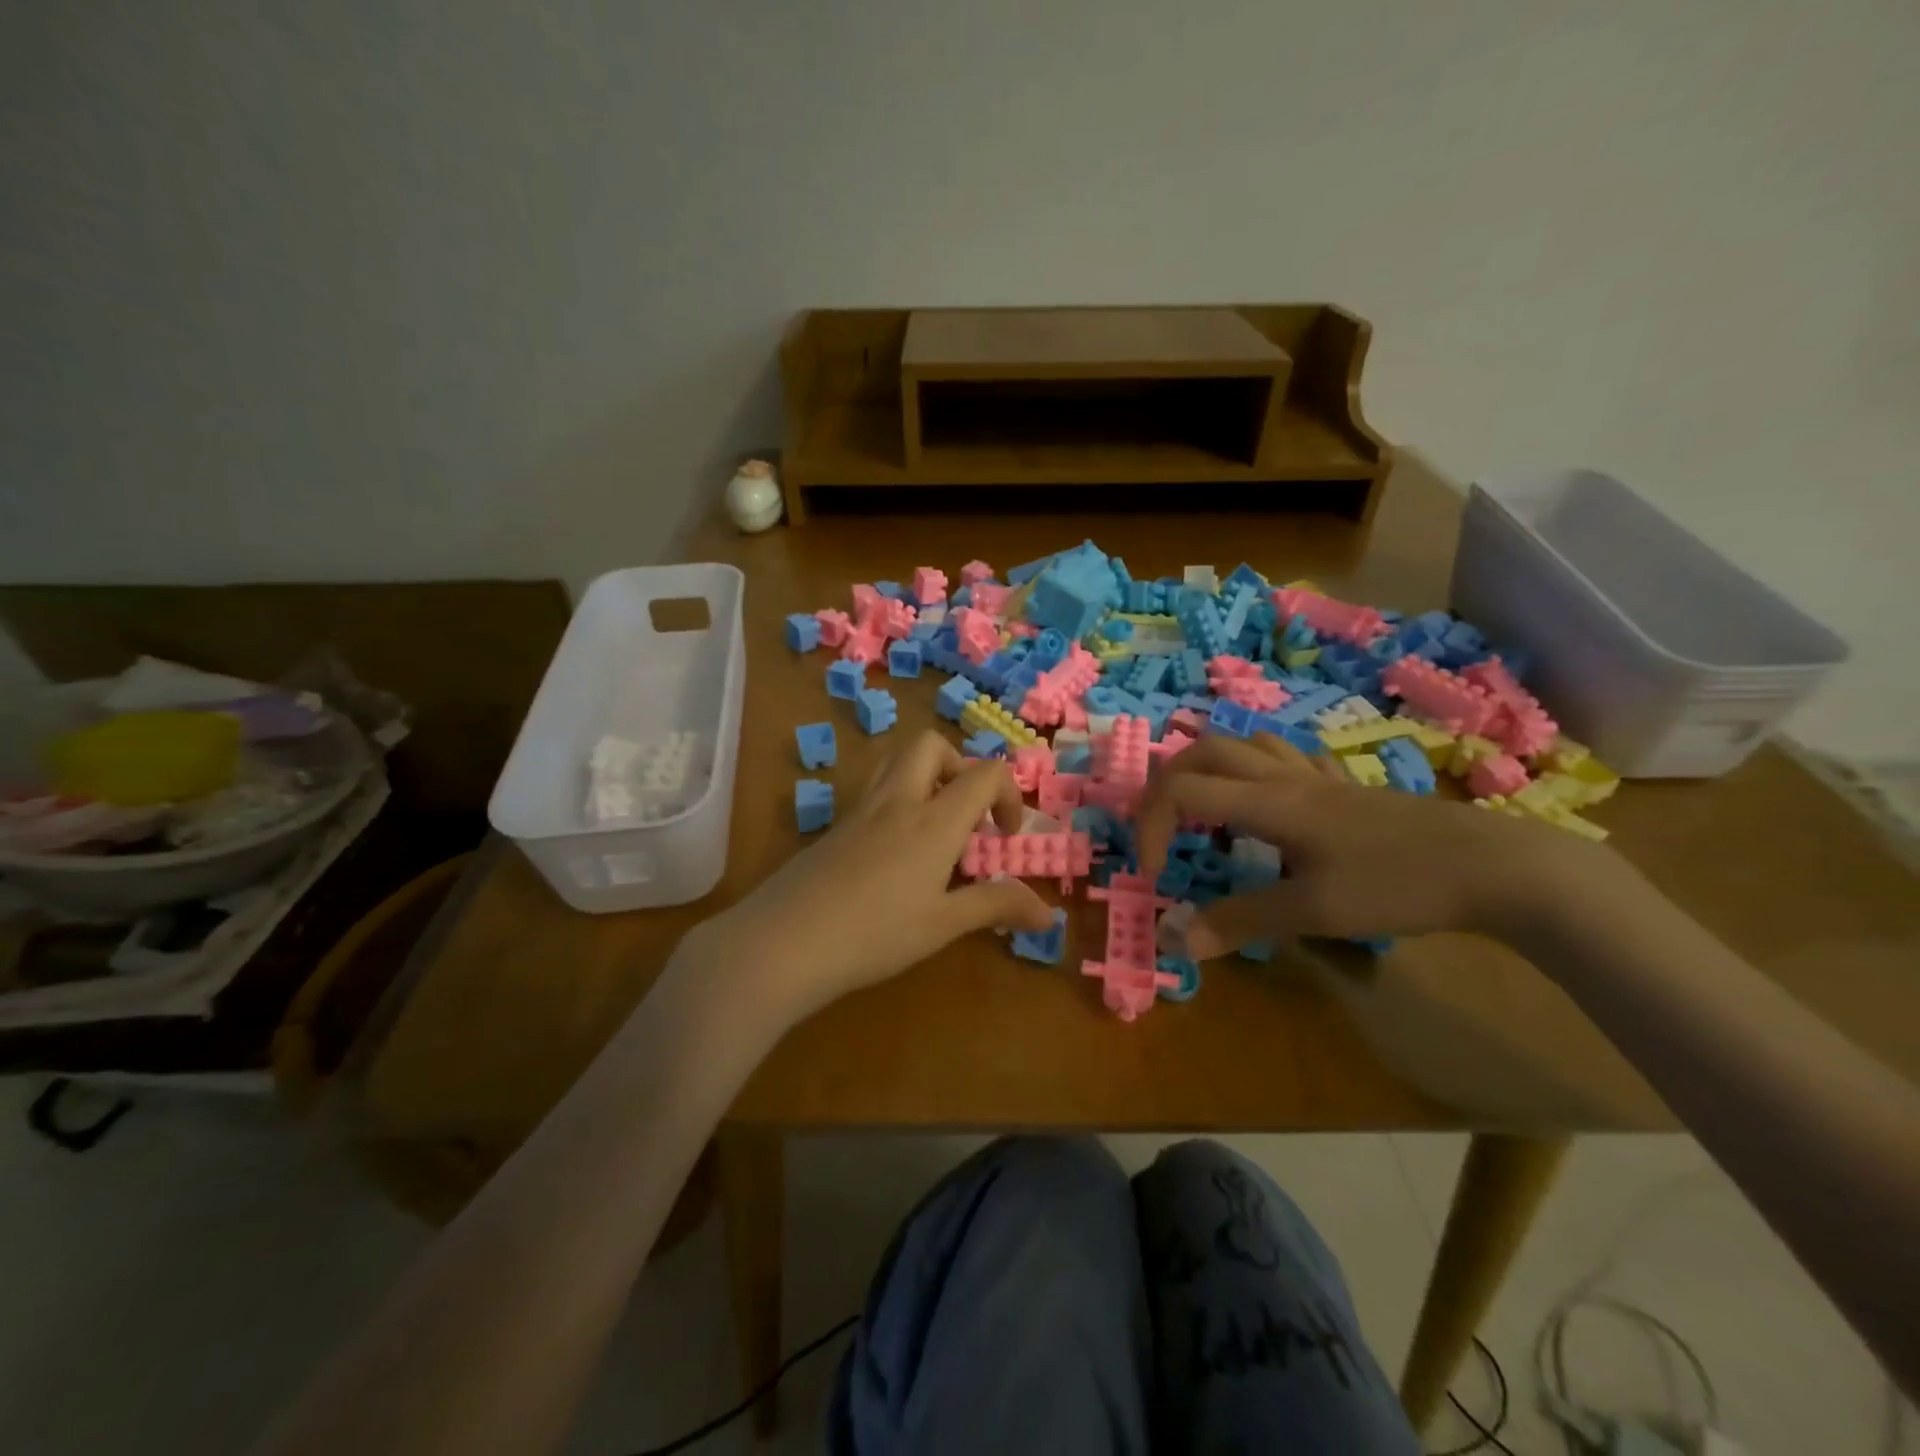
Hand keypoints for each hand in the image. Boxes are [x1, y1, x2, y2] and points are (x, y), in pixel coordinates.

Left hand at [692, 731, 1056, 1017]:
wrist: (783, 942)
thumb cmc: (874, 934)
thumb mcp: (942, 925)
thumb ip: (996, 907)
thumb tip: (1049, 914)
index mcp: (933, 819)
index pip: (984, 773)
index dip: (1008, 794)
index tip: (1005, 837)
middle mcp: (897, 800)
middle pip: (931, 745)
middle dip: (960, 767)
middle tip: (966, 815)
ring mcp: (859, 809)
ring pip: (896, 759)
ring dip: (926, 776)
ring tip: (933, 827)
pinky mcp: (834, 825)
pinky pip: (873, 789)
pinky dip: (897, 800)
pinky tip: (894, 853)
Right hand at [1135, 733, 1606, 956]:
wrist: (1495, 865)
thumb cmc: (1399, 882)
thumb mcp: (1315, 910)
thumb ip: (1242, 921)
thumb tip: (1181, 942)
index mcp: (1268, 801)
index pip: (1181, 789)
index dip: (1150, 826)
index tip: (1155, 874)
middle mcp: (1284, 778)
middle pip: (1204, 750)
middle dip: (1166, 784)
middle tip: (1161, 831)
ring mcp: (1318, 779)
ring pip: (1245, 745)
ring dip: (1208, 770)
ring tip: (1204, 815)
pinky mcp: (1345, 790)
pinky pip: (1285, 760)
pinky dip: (1255, 773)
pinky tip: (1266, 806)